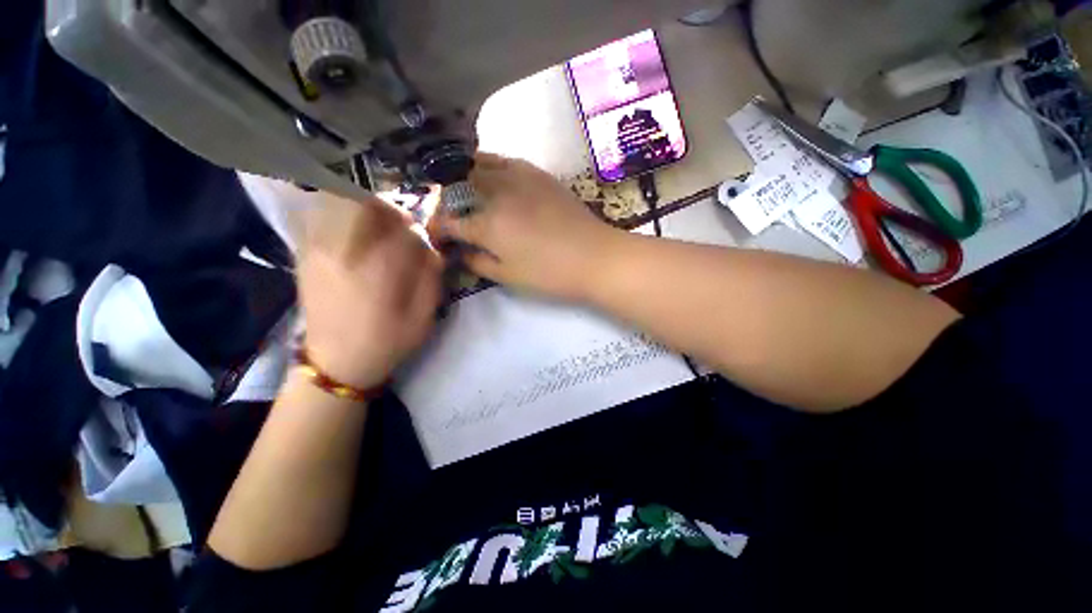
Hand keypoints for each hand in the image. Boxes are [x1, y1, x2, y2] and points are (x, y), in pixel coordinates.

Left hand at [298, 192, 441, 388]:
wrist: (336, 364)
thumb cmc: (388, 341)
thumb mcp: (424, 316)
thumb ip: (431, 276)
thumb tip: (431, 247)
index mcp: (376, 269)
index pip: (399, 226)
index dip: (415, 227)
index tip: (422, 238)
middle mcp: (342, 251)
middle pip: (362, 202)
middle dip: (388, 208)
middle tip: (400, 225)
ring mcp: (317, 249)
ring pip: (336, 201)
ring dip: (364, 207)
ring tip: (377, 228)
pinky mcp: (305, 254)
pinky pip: (321, 215)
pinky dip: (341, 214)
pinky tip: (355, 235)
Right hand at [428, 154, 617, 299]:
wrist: (595, 257)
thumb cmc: (550, 274)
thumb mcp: (508, 276)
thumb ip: (477, 262)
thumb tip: (460, 252)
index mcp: (487, 224)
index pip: (447, 221)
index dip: (436, 230)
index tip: (438, 239)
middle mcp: (496, 193)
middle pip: (456, 187)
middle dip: (445, 202)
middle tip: (451, 218)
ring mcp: (517, 177)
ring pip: (476, 165)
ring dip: (462, 178)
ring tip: (465, 194)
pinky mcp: (536, 172)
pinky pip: (503, 159)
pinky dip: (488, 166)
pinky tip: (491, 179)